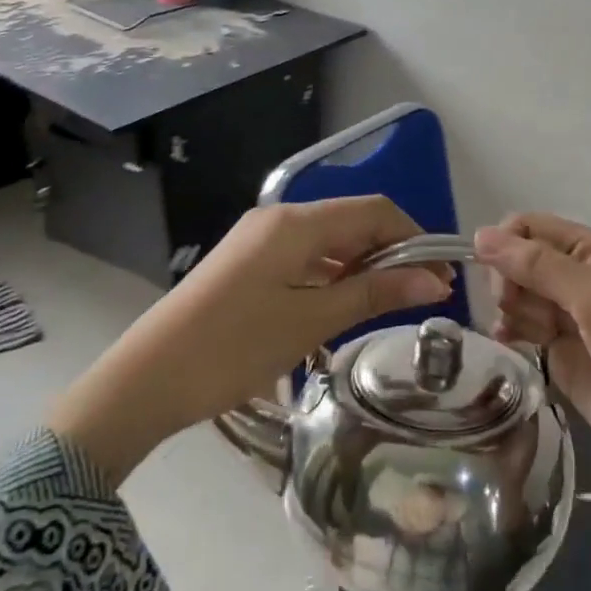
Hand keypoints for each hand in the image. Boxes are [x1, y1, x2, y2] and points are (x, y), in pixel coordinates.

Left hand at [51, 197, 451, 480]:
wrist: (148, 378)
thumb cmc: (235, 347)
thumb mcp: (311, 321)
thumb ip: (375, 293)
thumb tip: (434, 280)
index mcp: (296, 223)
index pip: (374, 211)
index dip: (414, 238)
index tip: (442, 278)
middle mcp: (279, 218)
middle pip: (352, 222)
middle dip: (392, 253)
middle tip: (423, 297)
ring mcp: (260, 238)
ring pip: (329, 240)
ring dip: (364, 266)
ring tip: (391, 304)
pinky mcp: (248, 261)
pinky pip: (305, 256)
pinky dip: (333, 274)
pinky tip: (345, 304)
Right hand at [475, 212, 590, 503]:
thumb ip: (540, 266)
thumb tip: (480, 235)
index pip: (534, 228)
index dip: (507, 245)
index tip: (496, 279)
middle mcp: (583, 277)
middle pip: (521, 259)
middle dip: (510, 280)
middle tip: (514, 308)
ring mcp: (571, 315)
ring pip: (518, 292)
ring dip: (512, 307)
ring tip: (530, 334)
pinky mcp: (560, 350)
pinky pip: (521, 325)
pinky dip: (510, 329)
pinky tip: (506, 341)